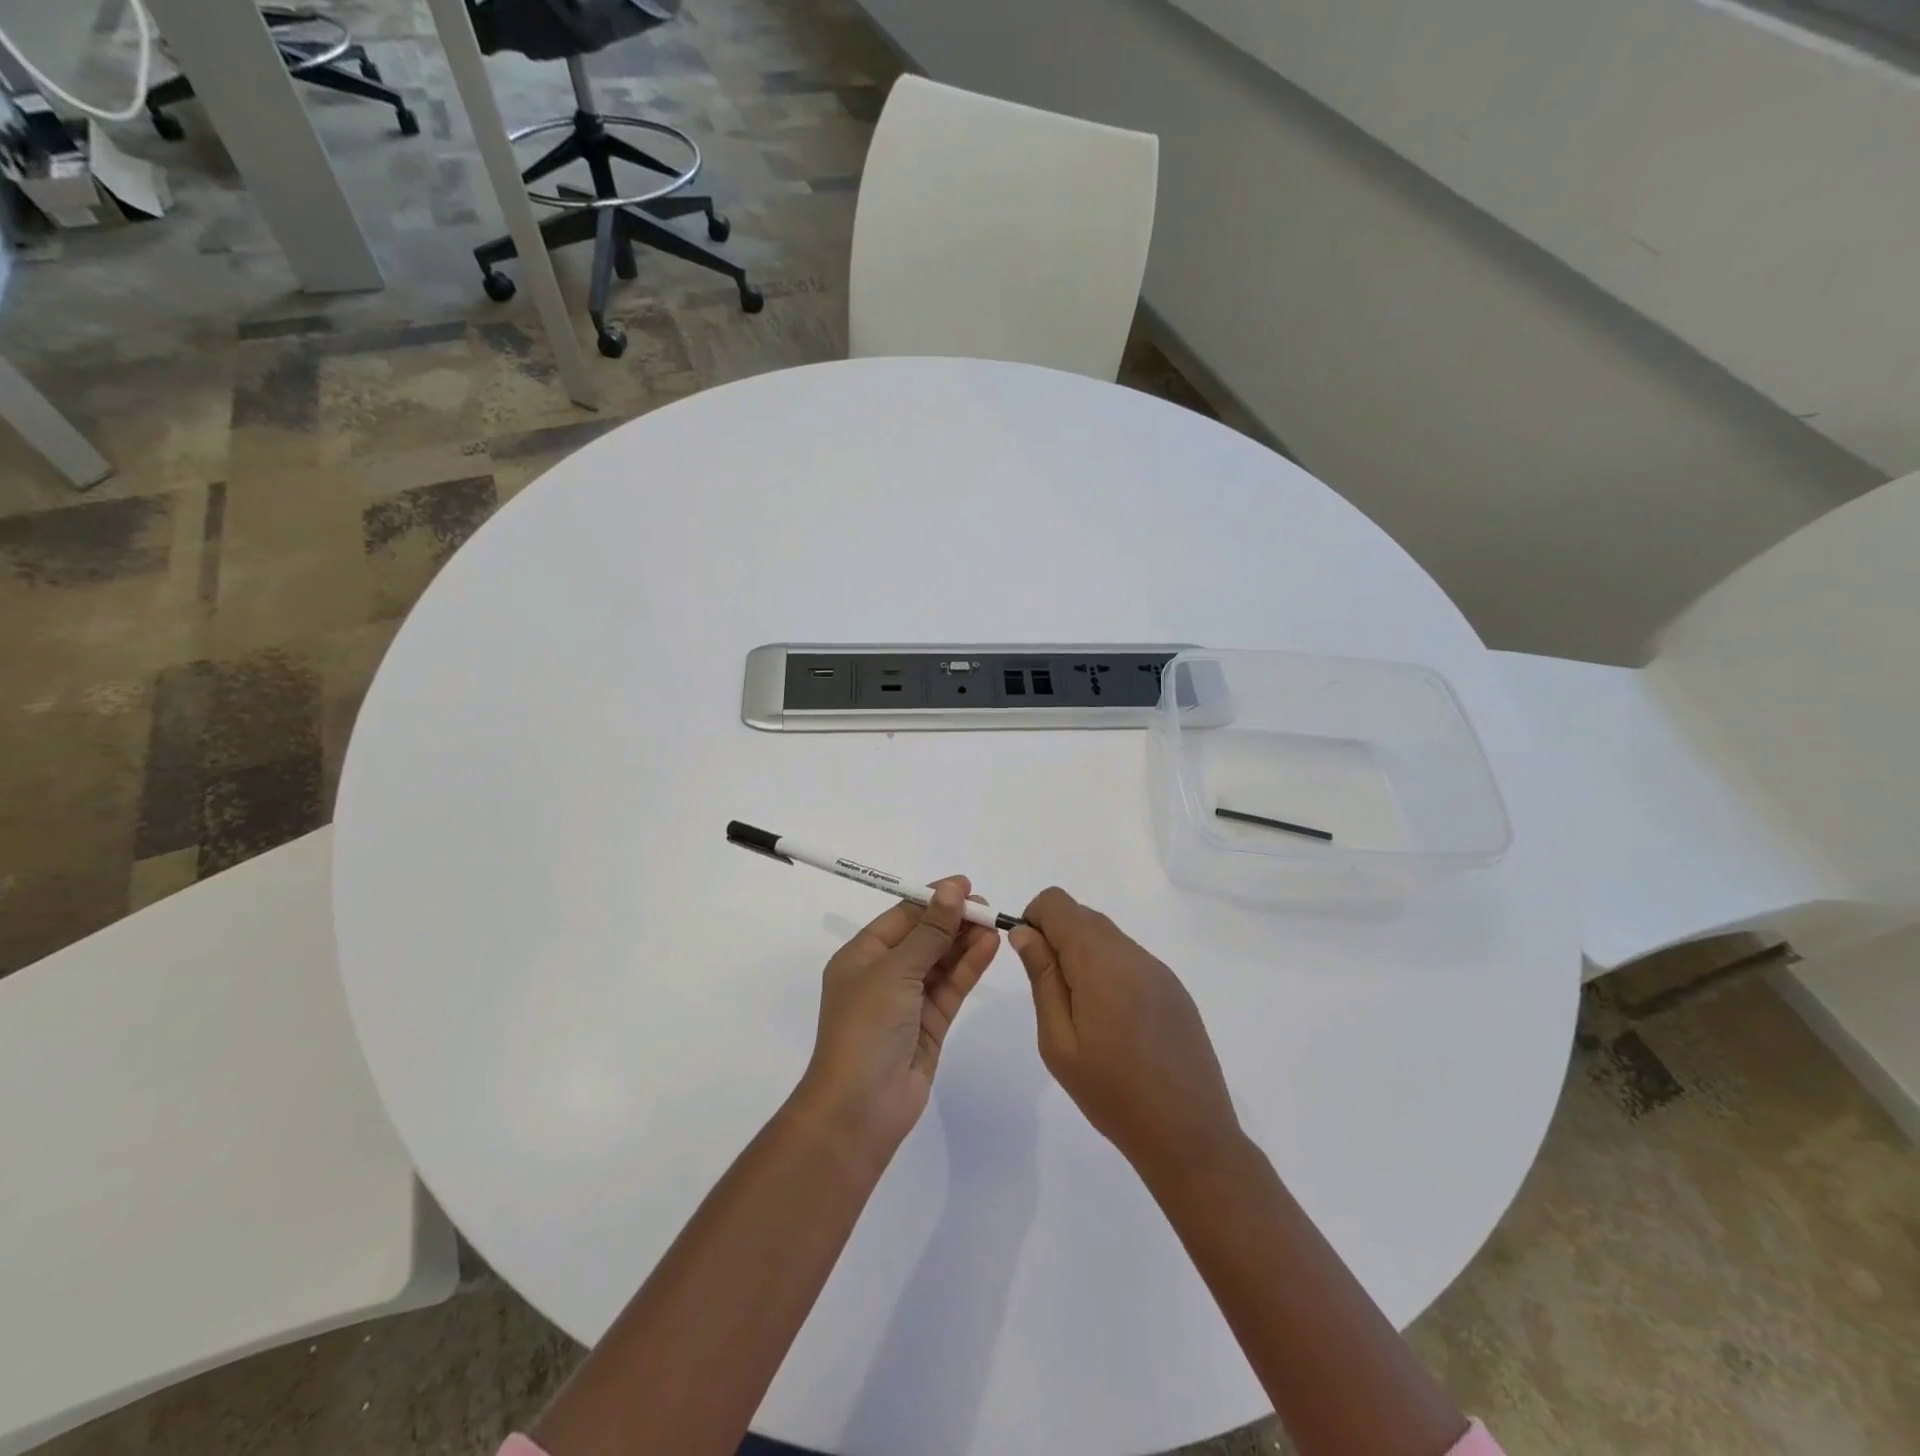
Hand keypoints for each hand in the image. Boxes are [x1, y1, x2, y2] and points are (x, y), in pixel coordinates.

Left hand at [792, 879, 999, 1166]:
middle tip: (987, 907)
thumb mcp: (895, 970)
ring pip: (941, 961)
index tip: (965, 885)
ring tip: (995, 923)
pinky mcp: (929, 1025)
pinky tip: (990, 947)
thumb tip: (952, 888)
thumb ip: (929, 931)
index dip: (932, 899)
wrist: (860, 1108)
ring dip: (965, 942)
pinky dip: (969, 967)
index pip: (901, 916)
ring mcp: (907, 1001)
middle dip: (953, 920)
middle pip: (924, 937)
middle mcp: (883, 974)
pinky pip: (951, 987)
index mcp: (862, 956)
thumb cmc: (866, 1027)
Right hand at [1010, 888, 1241, 1181]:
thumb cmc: (1112, 1094)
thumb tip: (1024, 932)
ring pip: (1107, 936)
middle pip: (1082, 915)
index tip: (1031, 960)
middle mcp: (1132, 953)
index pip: (1057, 902)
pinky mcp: (1174, 988)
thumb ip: (1042, 978)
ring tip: (1084, 1014)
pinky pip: (1130, 958)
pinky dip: (1110, 970)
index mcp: (1100, 961)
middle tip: (1053, 994)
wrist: (1190, 1136)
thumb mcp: (1059, 1041)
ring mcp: (1158, 969)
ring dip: (1083, 955)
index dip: (1033, 920)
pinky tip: (1116, 1022)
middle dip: (1056, 938)